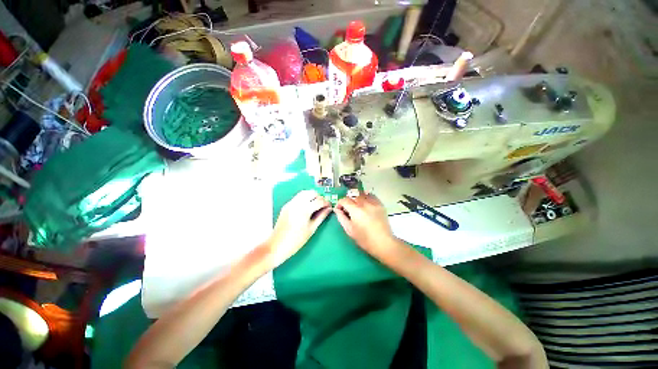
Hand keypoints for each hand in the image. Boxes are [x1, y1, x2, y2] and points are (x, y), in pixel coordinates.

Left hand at [264, 190, 331, 267]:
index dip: (326, 203)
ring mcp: (290, 203)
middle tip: (323, 205)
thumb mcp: (311, 229)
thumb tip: (329, 209)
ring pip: (304, 193)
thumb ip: (321, 216)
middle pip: (311, 193)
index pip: (319, 201)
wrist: (277, 245)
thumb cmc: (296, 240)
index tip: (330, 206)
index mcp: (304, 209)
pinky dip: (304, 198)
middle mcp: (297, 203)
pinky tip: (306, 207)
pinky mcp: (286, 205)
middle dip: (319, 197)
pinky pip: (297, 197)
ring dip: (311, 196)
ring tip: (315, 205)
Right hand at [334, 194, 399, 259]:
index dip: (339, 204)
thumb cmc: (364, 239)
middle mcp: (364, 203)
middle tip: (348, 209)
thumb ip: (341, 218)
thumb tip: (337, 210)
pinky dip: (366, 197)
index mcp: (356, 210)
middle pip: (353, 196)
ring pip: (362, 194)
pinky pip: (371, 196)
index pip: (344, 200)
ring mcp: (374, 203)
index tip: (339, 210)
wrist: (383, 243)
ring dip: (357, 198)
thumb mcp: (349, 230)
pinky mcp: (380, 204)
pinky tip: (365, 204)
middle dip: (348, 201)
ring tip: (357, 206)